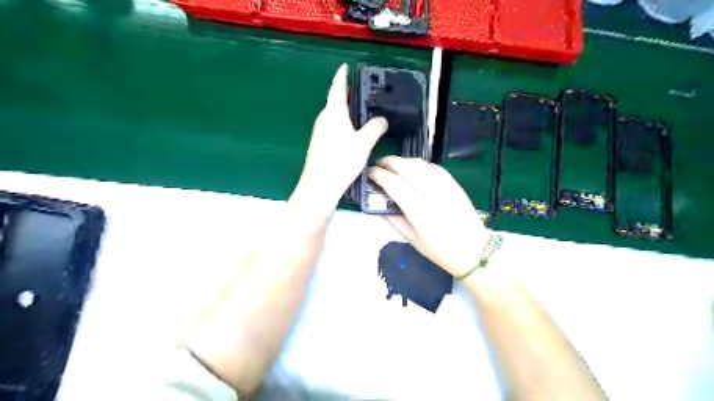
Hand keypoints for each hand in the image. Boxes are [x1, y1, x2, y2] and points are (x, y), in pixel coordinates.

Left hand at [293, 63, 387, 209]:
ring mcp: (319, 132)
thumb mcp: (364, 143)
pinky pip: (332, 127)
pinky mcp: (318, 144)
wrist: (319, 186)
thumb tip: (382, 120)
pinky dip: (342, 124)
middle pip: (334, 102)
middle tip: (361, 92)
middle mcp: (323, 119)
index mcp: (334, 113)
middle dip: (346, 94)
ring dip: (344, 111)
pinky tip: (350, 134)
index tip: (345, 66)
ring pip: (333, 116)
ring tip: (359, 112)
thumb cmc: (341, 161)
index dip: (341, 76)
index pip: (337, 88)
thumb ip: (375, 128)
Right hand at [368, 156, 490, 278]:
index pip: (391, 182)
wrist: (473, 250)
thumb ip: (393, 219)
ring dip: (403, 161)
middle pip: (404, 166)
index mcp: (415, 207)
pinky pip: (434, 167)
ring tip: (395, 166)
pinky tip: (416, 170)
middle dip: (387, 161)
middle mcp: (428, 191)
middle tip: (379, 164)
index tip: (369, 173)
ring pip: (419, 163)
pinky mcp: (453, 183)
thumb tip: (379, 204)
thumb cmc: (440, 250)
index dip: (376, 174)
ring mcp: (443, 185)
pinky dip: (421, 165)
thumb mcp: (412, 239)